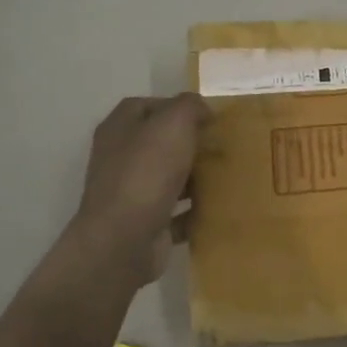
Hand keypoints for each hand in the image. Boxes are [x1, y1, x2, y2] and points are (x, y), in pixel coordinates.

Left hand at [65, 93, 209, 285]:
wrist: (123, 240)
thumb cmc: (147, 172)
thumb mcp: (173, 122)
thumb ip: (189, 106)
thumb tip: (201, 110)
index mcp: (119, 129)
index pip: (146, 106)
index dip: (176, 106)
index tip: (207, 117)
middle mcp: (119, 158)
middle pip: (159, 143)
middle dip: (190, 143)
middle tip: (222, 145)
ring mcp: (129, 193)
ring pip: (168, 178)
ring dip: (195, 178)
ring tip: (227, 175)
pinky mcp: (143, 224)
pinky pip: (175, 212)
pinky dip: (194, 211)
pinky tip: (218, 208)